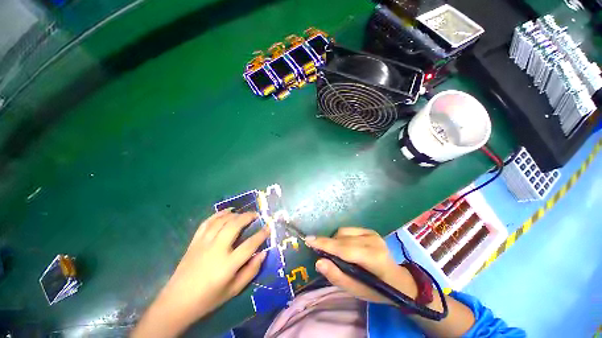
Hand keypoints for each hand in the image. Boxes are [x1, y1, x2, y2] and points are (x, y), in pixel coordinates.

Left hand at [132, 209, 269, 337]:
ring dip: (235, 214)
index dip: (261, 234)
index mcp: (228, 265)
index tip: (268, 227)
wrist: (177, 302)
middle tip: (256, 215)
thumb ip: (251, 271)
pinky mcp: (195, 241)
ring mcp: (204, 243)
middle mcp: (216, 250)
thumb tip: (263, 253)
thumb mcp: (234, 290)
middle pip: (235, 226)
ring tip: (244, 213)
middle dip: (248, 217)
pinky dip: (218, 214)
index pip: (250, 245)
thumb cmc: (209, 298)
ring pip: (222, 221)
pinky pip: (207, 222)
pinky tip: (226, 211)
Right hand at [305, 227, 416, 304]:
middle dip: (327, 243)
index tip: (308, 240)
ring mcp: (372, 233)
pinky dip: (341, 237)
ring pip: (343, 232)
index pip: (344, 248)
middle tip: (317, 250)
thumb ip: (337, 276)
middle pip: (342, 238)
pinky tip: (343, 247)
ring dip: (334, 240)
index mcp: (373, 258)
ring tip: (335, 253)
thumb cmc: (377, 290)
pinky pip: (348, 230)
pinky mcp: (370, 230)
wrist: (398, 279)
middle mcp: (373, 241)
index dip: (325, 244)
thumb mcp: (357, 291)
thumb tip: (318, 262)